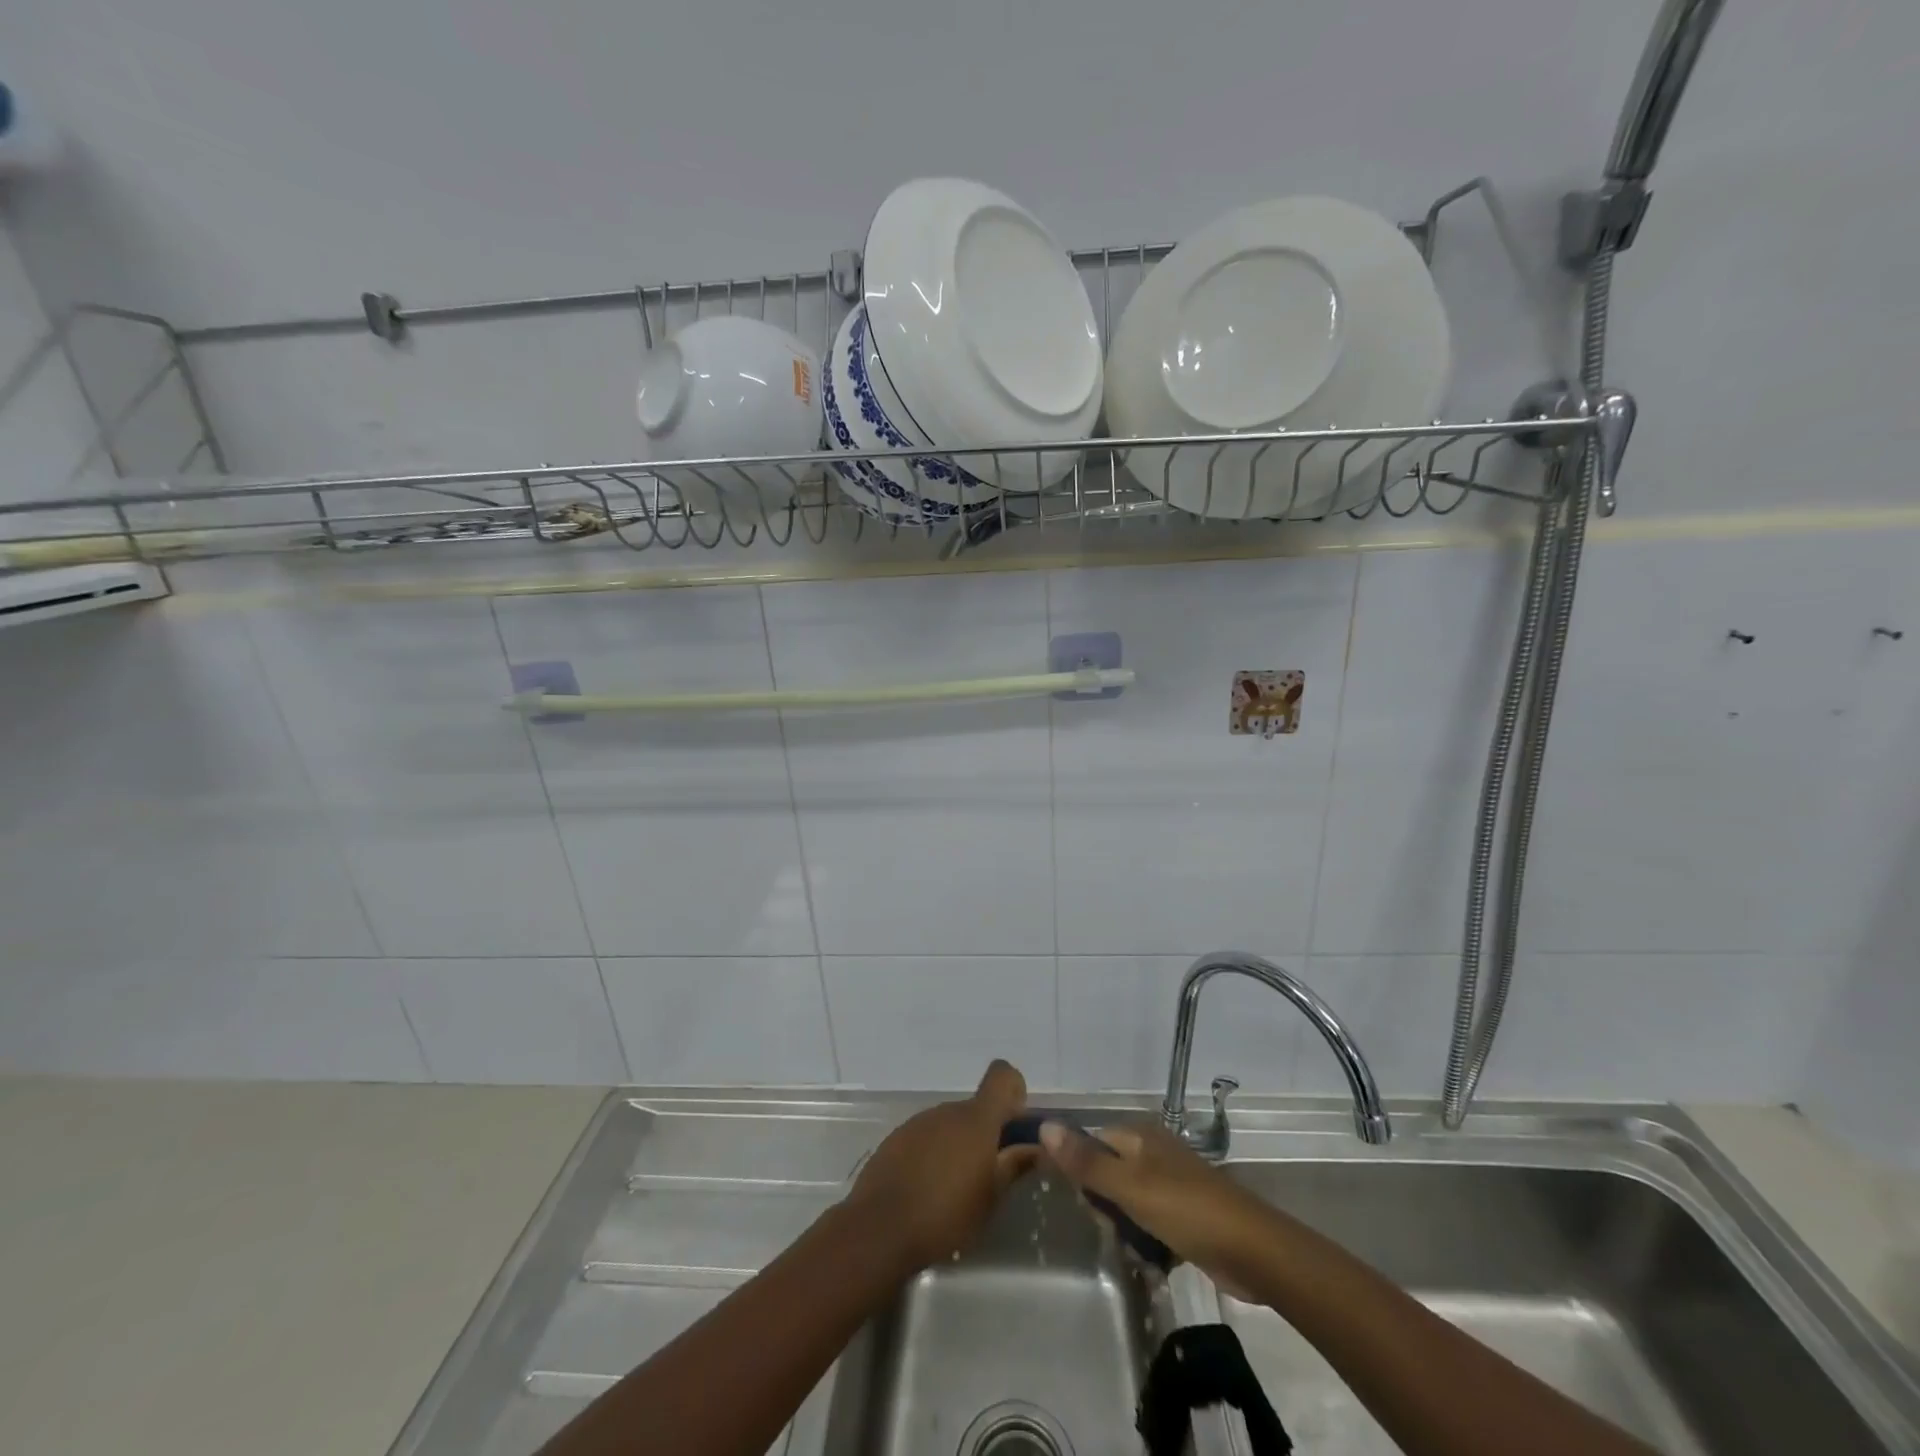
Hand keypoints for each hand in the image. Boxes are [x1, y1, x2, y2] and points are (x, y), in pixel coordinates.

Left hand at [847, 1060, 1037, 1270]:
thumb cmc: (945, 1215)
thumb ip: (1014, 1166)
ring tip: (955, 1188)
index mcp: (976, 1119)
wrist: (879, 1228)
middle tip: (989, 1172)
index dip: (1013, 1090)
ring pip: (950, 1124)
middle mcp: (947, 1111)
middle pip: (975, 1108)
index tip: (1015, 1122)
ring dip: (958, 1145)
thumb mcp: (991, 1198)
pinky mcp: (896, 1139)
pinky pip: (926, 1137)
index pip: (1002, 1075)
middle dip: (986, 1133)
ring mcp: (918, 1122)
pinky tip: (927, 1190)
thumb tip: (1036, 1147)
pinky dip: (933, 1154)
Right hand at [1039, 1119, 1268, 1280]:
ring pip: (1128, 1201)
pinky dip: (1148, 1239)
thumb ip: (1086, 1161)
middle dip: (1106, 1205)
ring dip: (1126, 1227)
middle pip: (1108, 1173)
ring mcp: (1172, 1183)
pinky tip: (1153, 1260)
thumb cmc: (1186, 1210)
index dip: (1082, 1173)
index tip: (1087, 1205)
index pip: (1092, 1144)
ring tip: (1135, 1247)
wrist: (1253, 1250)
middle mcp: (1154, 1151)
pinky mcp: (1186, 1214)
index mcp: (1140, 1136)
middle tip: (1116, 1228)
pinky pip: (1151, 1222)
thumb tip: (1044, 1125)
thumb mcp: (1129, 1186)